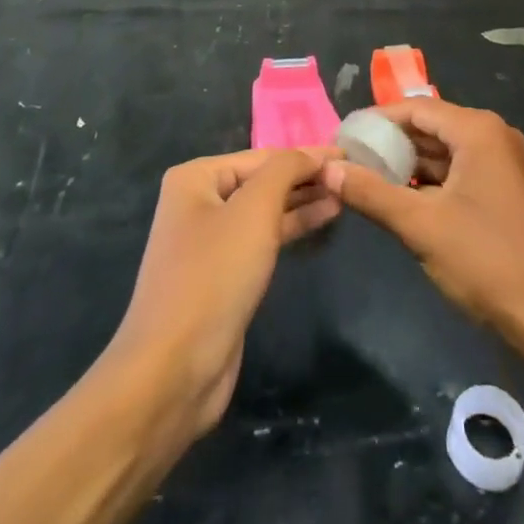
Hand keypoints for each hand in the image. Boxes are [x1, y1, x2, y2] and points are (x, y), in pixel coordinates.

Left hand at [108, 148, 339, 439]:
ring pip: (264, 211)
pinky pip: (262, 240)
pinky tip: (322, 220)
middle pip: (262, 181)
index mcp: (195, 178)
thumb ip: (286, 171)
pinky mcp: (222, 276)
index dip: (306, 155)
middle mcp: (197, 203)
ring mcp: (208, 242)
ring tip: (344, 196)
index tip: (348, 154)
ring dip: (302, 203)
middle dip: (304, 178)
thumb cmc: (214, 275)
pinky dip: (291, 228)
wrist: (174, 370)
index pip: (262, 156)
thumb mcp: (254, 210)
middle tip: (350, 176)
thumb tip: (314, 154)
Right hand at [321, 101, 523, 345]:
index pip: (415, 108)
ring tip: (365, 179)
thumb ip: (370, 193)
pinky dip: (430, 181)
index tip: (342, 137)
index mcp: (477, 130)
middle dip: (390, 143)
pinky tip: (401, 199)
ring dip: (408, 164)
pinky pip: (459, 170)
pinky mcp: (505, 188)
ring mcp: (503, 162)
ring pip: (444, 151)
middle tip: (348, 159)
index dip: (375, 120)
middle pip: (430, 126)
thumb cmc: (486, 261)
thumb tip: (328, 168)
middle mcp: (493, 135)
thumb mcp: (420, 226)